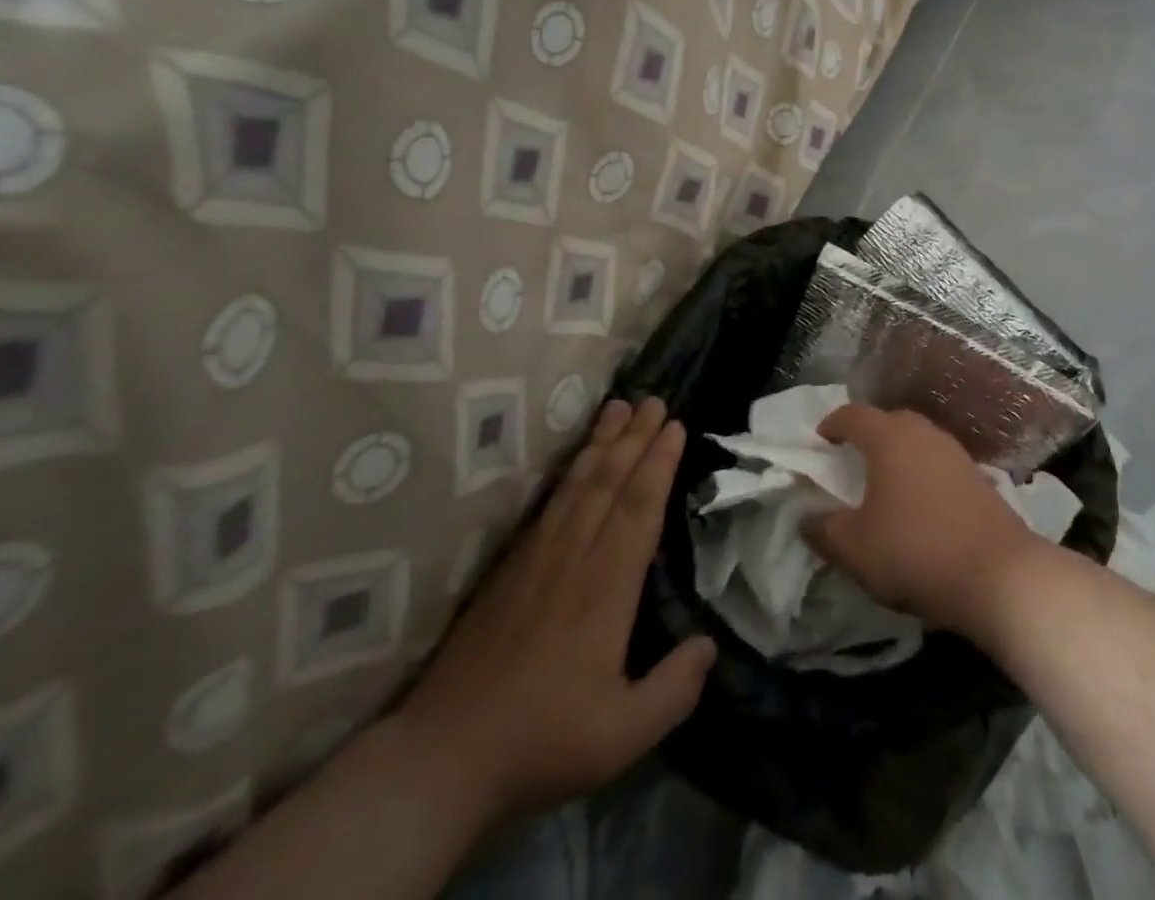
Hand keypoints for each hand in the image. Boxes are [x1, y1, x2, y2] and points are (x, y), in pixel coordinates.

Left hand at [393, 398, 714, 821]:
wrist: (444, 755)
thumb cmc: (543, 738)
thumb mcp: (623, 732)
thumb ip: (674, 689)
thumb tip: (710, 646)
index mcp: (607, 585)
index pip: (638, 506)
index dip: (658, 462)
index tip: (674, 425)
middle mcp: (575, 556)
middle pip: (609, 480)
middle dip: (635, 436)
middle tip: (654, 398)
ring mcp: (538, 556)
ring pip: (578, 483)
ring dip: (602, 441)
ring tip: (618, 406)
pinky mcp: (511, 566)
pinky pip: (549, 501)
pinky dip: (569, 469)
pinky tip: (576, 459)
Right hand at [805, 404, 1046, 637]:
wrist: (999, 575)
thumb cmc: (915, 552)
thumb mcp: (854, 549)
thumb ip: (823, 530)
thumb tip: (807, 518)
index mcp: (889, 438)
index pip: (853, 414)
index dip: (832, 424)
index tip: (820, 442)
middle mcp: (923, 433)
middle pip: (888, 421)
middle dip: (866, 436)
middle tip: (850, 461)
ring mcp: (955, 452)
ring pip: (917, 440)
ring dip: (897, 454)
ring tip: (883, 483)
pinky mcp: (978, 476)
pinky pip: (938, 462)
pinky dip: (921, 472)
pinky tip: (919, 503)